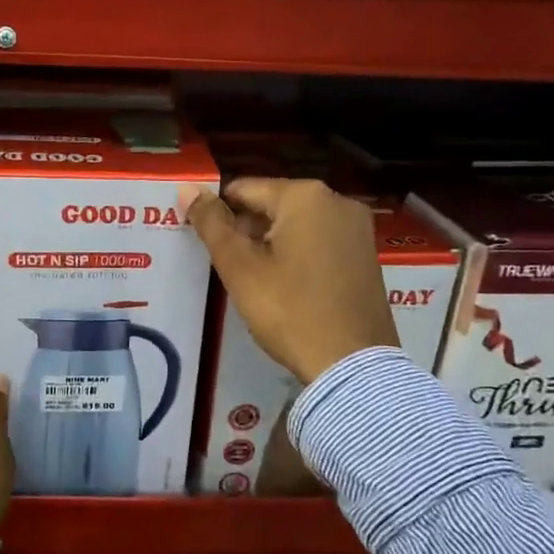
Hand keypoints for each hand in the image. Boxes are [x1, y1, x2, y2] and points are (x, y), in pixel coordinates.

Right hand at [183, 178, 398, 383]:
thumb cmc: (289, 310)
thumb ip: (212, 223)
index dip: (217, 213)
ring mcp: (357, 228)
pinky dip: (296, 254)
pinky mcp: (366, 255)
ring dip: (269, 242)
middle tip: (224, 264)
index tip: (202, 241)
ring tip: (249, 276)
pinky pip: (319, 241)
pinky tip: (282, 284)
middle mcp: (337, 201)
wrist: (352, 365)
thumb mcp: (240, 267)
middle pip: (272, 204)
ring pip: (296, 224)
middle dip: (245, 228)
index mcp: (305, 196)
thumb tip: (187, 188)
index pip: (243, 189)